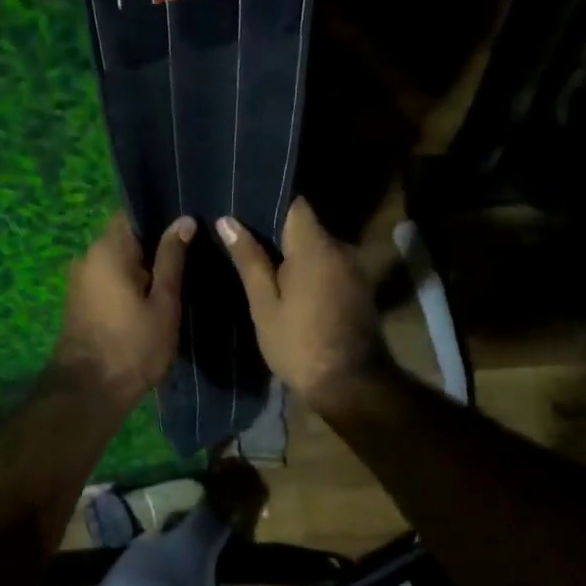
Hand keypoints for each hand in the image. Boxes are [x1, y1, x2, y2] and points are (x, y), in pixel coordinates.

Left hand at [56, 212, 194, 405]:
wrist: (89, 391)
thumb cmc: (133, 345)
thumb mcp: (164, 302)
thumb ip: (172, 258)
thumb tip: (184, 220)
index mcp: (108, 249)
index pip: (133, 212)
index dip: (161, 214)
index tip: (188, 220)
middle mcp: (87, 256)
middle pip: (125, 236)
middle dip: (155, 241)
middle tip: (192, 248)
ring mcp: (80, 279)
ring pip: (117, 259)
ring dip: (143, 264)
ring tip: (178, 271)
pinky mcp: (80, 299)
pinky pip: (109, 277)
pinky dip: (129, 280)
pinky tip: (153, 292)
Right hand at [217, 197, 379, 402]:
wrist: (350, 384)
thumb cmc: (298, 344)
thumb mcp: (264, 304)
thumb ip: (249, 259)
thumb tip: (227, 220)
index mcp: (315, 246)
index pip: (295, 203)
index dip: (269, 201)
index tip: (243, 207)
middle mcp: (340, 248)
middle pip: (306, 226)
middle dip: (277, 230)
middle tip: (241, 238)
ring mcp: (354, 268)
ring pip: (317, 247)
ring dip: (293, 252)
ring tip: (259, 261)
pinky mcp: (358, 287)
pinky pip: (328, 265)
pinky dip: (309, 268)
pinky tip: (287, 284)